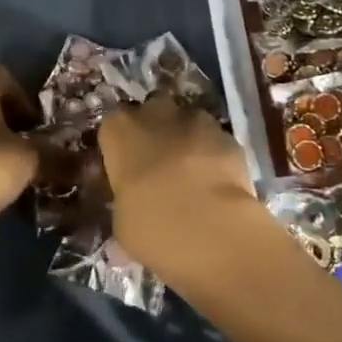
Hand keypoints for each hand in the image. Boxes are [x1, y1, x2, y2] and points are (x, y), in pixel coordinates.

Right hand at [98, 94, 258, 287]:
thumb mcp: (122, 220)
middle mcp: (155, 114)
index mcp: (120, 131)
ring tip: (191, 172)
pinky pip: (215, 139)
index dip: (121, 144)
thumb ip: (125, 198)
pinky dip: (214, 153)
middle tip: (158, 163)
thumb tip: (133, 203)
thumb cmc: (152, 226)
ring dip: (186, 138)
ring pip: (187, 120)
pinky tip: (217, 181)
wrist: (212, 230)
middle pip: (152, 111)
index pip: (113, 125)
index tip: (126, 166)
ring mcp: (196, 120)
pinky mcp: (228, 135)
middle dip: (156, 129)